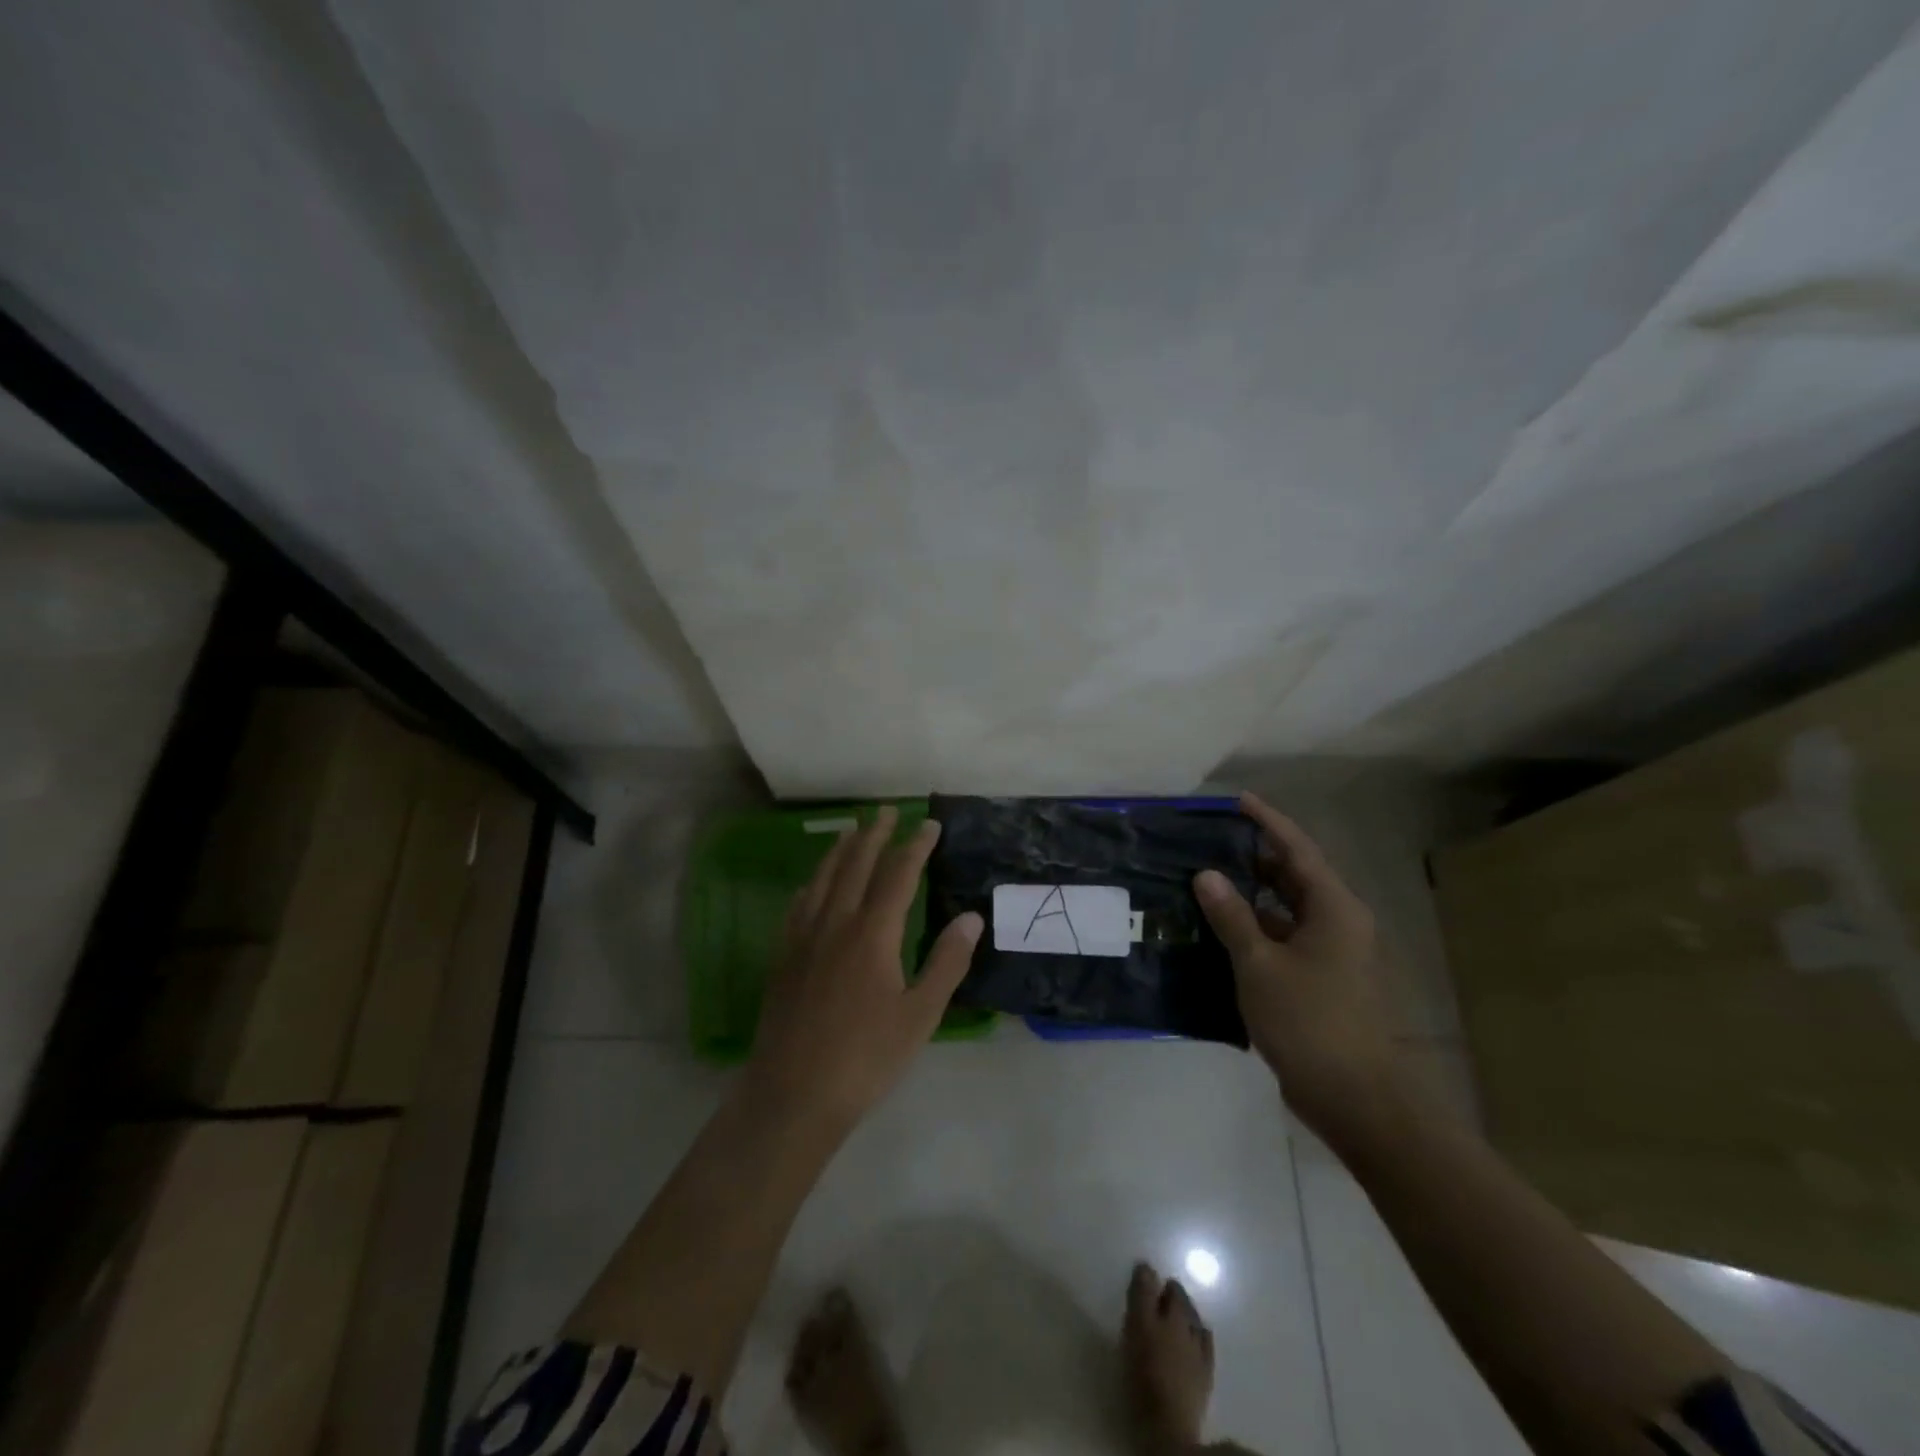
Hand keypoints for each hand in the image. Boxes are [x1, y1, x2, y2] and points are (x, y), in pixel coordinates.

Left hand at [748, 806, 982, 1129]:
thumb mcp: (920, 1015)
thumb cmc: (866, 1058)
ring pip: (823, 879)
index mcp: (872, 933)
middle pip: (856, 865)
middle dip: (874, 835)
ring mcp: (803, 938)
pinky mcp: (783, 957)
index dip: (916, 846)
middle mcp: (835, 923)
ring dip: (840, 850)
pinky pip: (798, 905)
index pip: (898, 875)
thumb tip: (971, 917)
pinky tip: (812, 884)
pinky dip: (812, 883)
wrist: (793, 1094)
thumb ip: (946, 962)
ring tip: (851, 829)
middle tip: (886, 810)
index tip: (929, 825)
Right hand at [1193, 792, 1398, 1136]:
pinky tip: (1222, 932)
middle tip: (1210, 842)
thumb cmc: (1310, 1022)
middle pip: (1295, 876)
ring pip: (1289, 910)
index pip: (1297, 850)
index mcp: (1334, 908)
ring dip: (1253, 897)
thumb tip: (1207, 875)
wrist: (1357, 1098)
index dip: (1268, 822)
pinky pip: (1287, 939)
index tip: (1237, 801)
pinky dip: (1258, 930)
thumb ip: (1232, 917)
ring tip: (1208, 882)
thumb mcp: (1260, 965)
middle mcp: (1339, 922)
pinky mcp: (1324, 981)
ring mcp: (1334, 954)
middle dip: (1255, 858)